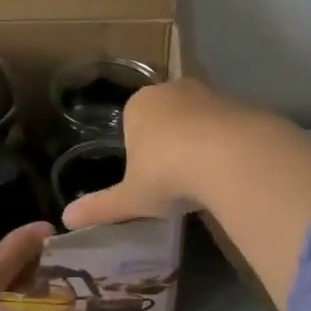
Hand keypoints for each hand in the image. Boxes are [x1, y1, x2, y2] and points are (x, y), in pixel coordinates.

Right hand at [60, 80, 261, 228]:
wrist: (232, 157)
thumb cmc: (167, 174)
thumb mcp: (131, 198)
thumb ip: (100, 207)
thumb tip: (66, 219)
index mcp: (138, 105)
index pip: (131, 124)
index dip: (138, 152)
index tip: (149, 178)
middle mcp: (173, 90)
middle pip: (166, 118)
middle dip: (170, 144)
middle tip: (176, 180)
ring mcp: (211, 94)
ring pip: (199, 120)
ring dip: (200, 144)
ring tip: (204, 180)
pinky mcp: (244, 105)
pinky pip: (229, 127)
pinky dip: (228, 146)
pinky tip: (230, 172)